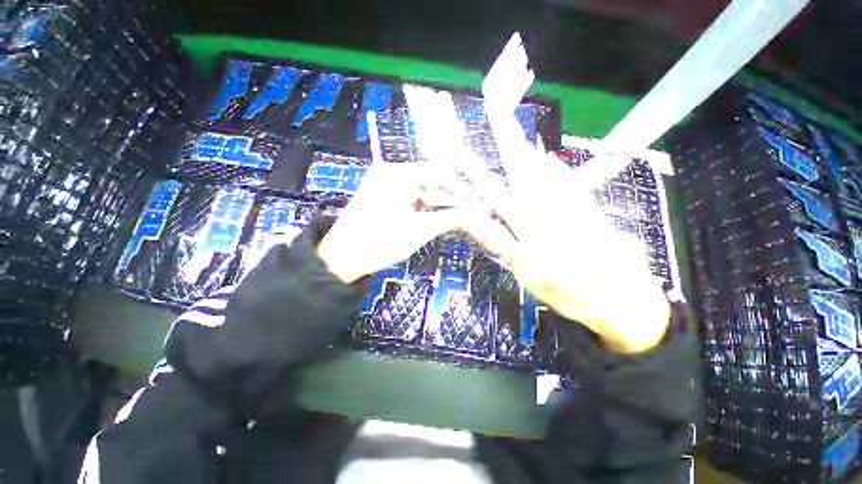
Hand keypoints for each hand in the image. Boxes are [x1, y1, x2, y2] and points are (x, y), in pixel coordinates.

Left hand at [317, 163, 465, 283]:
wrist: (341, 259)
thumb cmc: (381, 242)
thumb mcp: (419, 230)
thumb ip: (450, 219)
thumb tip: (476, 216)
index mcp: (398, 174)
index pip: (438, 172)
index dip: (459, 189)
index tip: (473, 204)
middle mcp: (390, 173)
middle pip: (429, 181)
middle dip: (448, 199)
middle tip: (465, 215)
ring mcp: (383, 184)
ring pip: (419, 191)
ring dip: (436, 206)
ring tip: (451, 221)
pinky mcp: (379, 197)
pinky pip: (408, 198)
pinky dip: (421, 209)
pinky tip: (431, 220)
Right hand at [462, 147, 670, 353]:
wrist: (621, 298)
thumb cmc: (568, 289)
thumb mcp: (525, 270)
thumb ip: (499, 241)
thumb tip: (471, 218)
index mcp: (530, 220)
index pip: (505, 182)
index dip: (492, 159)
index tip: (486, 133)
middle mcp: (549, 206)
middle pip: (525, 169)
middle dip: (511, 142)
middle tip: (500, 118)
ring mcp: (570, 207)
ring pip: (545, 172)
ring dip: (529, 151)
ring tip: (517, 132)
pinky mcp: (587, 212)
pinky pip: (568, 184)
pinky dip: (556, 170)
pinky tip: (549, 160)